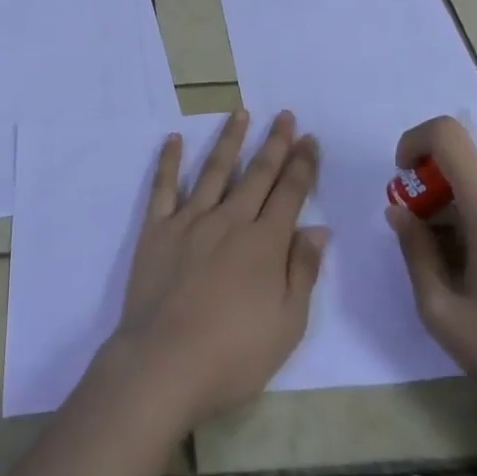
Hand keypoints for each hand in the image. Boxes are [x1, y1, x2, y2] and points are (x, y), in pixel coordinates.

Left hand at [108, 108, 328, 430]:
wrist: (165, 363)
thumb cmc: (233, 355)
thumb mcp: (287, 324)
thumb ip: (303, 271)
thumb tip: (318, 229)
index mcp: (264, 243)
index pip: (290, 193)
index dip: (302, 164)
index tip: (309, 138)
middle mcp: (230, 220)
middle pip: (257, 174)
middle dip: (274, 143)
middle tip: (284, 115)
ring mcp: (190, 220)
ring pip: (215, 170)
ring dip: (230, 140)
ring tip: (240, 113)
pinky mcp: (157, 228)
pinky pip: (164, 187)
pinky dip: (169, 161)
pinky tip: (174, 139)